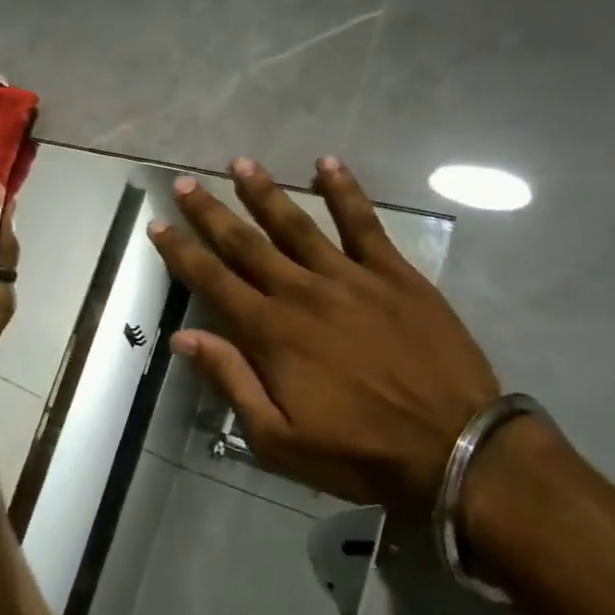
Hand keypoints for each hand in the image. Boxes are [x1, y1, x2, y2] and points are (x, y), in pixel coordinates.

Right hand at [147, 157, 498, 512]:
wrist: (455, 449)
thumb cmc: (358, 451)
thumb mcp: (277, 437)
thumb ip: (230, 380)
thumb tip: (183, 338)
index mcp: (270, 331)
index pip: (212, 280)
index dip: (181, 251)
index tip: (158, 225)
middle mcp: (301, 293)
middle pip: (245, 243)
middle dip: (210, 211)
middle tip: (185, 181)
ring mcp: (351, 278)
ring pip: (297, 224)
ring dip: (265, 192)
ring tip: (240, 163)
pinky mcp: (395, 275)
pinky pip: (364, 224)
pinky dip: (345, 192)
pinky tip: (328, 164)